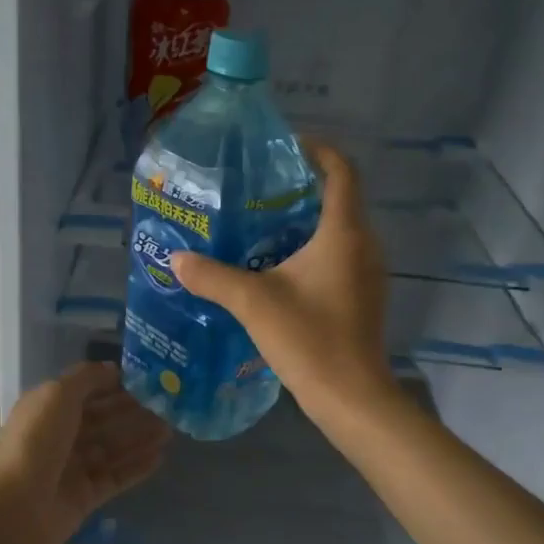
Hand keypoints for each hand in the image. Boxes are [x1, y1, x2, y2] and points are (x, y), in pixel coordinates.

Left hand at [0, 361, 170, 543]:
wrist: (12, 511)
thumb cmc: (33, 443)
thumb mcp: (56, 396)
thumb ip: (86, 379)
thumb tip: (112, 368)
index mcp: (47, 409)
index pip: (87, 392)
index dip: (115, 384)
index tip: (149, 379)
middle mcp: (59, 437)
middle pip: (102, 420)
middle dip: (133, 411)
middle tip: (168, 405)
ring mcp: (71, 469)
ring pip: (112, 448)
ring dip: (139, 438)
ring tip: (171, 429)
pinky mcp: (84, 498)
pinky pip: (115, 478)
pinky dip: (136, 467)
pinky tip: (160, 457)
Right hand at [170, 141, 396, 423]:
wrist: (351, 396)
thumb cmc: (309, 338)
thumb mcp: (253, 302)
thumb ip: (212, 276)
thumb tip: (177, 258)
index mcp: (344, 233)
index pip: (341, 171)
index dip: (317, 150)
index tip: (284, 147)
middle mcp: (364, 246)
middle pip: (338, 199)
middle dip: (301, 188)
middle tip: (256, 191)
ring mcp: (366, 273)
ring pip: (337, 232)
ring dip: (304, 223)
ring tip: (259, 226)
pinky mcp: (361, 297)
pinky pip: (338, 258)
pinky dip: (311, 252)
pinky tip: (275, 269)